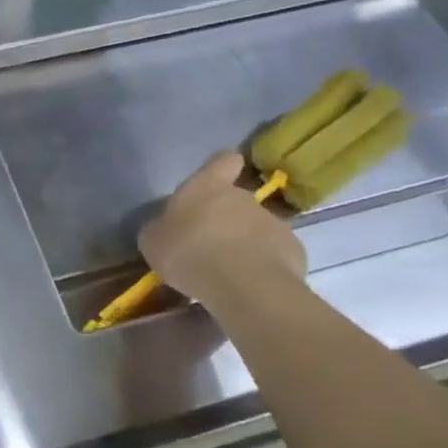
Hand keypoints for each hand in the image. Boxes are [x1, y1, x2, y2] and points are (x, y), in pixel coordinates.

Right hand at [139, 150, 305, 305]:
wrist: (244, 286)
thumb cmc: (189, 253)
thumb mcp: (153, 241)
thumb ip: (162, 228)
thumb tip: (167, 228)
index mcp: (208, 186)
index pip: (223, 160)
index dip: (220, 168)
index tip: (214, 182)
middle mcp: (244, 197)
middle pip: (237, 200)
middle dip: (226, 219)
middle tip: (208, 246)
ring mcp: (273, 223)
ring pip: (256, 228)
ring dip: (244, 244)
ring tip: (228, 273)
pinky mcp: (294, 251)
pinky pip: (274, 254)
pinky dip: (263, 266)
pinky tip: (248, 285)